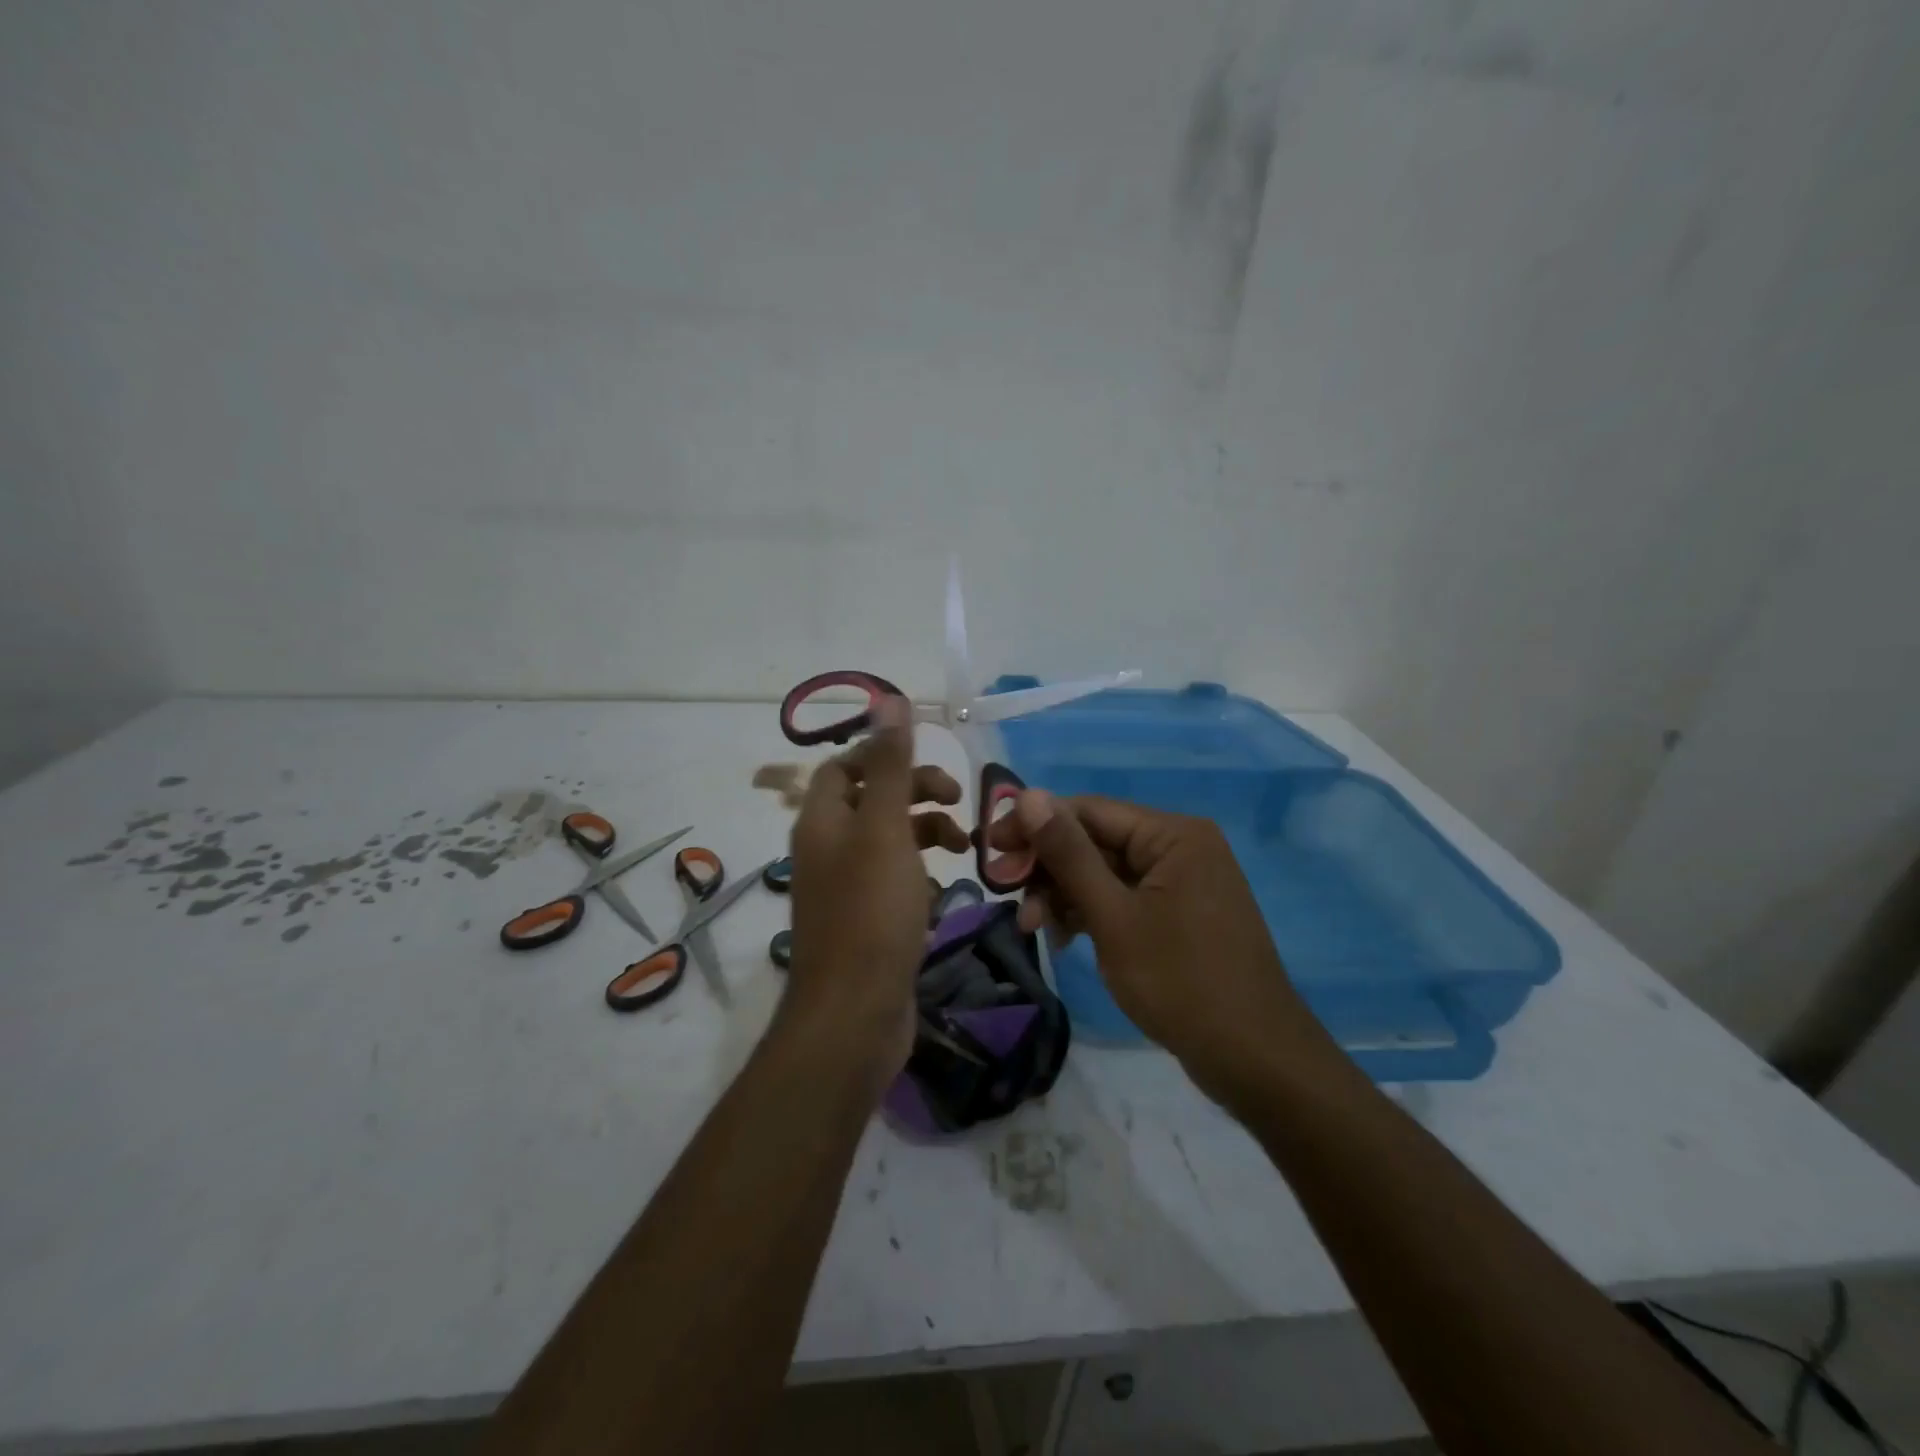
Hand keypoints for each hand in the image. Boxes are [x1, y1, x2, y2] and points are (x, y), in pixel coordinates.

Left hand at [782, 697, 968, 1087]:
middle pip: (868, 799)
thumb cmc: (872, 913)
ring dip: (925, 832)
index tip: (928, 763)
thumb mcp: (884, 829)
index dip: (882, 755)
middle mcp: (826, 849)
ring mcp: (844, 889)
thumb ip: (888, 766)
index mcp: (822, 821)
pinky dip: (920, 874)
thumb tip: (890, 699)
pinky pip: (893, 880)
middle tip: (958, 798)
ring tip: (965, 849)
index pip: (842, 766)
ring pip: (887, 841)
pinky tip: (944, 888)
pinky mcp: (865, 922)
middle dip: (914, 792)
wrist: (854, 1015)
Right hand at [994, 791, 1337, 1104]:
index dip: (1035, 826)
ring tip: (1036, 930)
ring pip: (1106, 872)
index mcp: (1172, 834)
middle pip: (1095, 841)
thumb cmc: (1181, 981)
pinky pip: (1124, 897)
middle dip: (1049, 869)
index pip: (1088, 810)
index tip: (990, 850)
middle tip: (1007, 896)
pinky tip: (1066, 939)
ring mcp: (1182, 881)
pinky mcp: (1179, 913)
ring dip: (1066, 895)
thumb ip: (1069, 854)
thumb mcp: (1113, 916)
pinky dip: (1092, 913)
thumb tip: (1029, 795)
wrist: (1256, 1060)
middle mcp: (1180, 846)